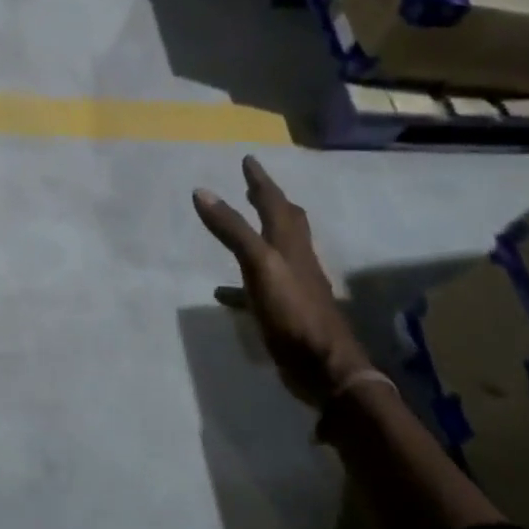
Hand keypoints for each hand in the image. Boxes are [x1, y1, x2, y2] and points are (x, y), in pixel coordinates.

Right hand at [193, 156, 370, 408]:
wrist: (325, 368)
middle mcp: (296, 259)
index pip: (275, 202)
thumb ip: (232, 229)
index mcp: (290, 243)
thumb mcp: (259, 264)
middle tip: (252, 186)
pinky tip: (223, 292)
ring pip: (277, 251)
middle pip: (286, 222)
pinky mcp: (286, 312)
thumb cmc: (293, 311)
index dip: (260, 180)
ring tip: (240, 226)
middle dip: (270, 202)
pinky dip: (242, 282)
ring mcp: (294, 286)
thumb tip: (202, 191)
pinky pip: (260, 287)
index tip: (248, 159)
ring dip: (260, 235)